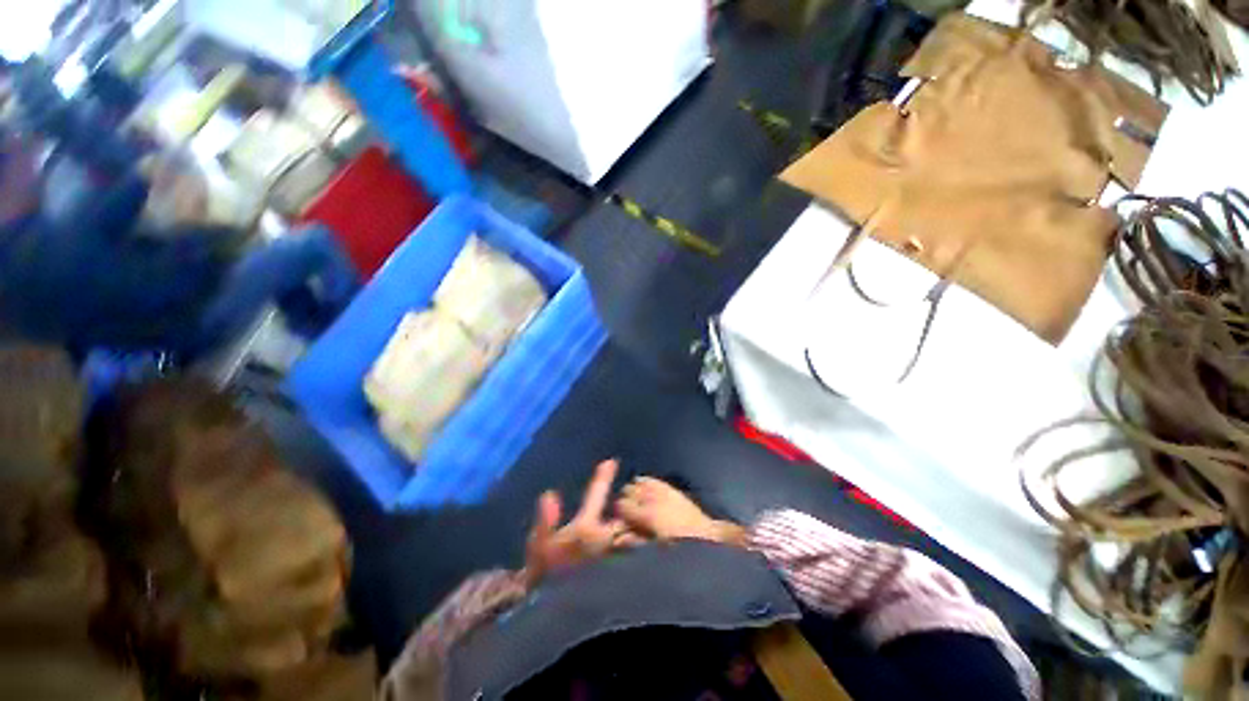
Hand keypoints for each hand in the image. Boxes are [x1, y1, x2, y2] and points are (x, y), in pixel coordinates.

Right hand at [522, 459, 640, 586]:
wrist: (559, 623)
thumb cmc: (546, 582)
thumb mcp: (539, 553)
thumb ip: (545, 522)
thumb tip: (549, 494)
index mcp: (586, 529)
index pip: (595, 496)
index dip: (601, 478)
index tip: (611, 462)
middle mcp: (607, 540)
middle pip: (625, 513)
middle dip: (631, 502)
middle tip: (637, 490)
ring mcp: (621, 556)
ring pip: (635, 529)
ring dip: (641, 518)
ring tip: (648, 509)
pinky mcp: (630, 572)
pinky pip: (642, 548)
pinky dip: (645, 539)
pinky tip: (649, 538)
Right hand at [616, 477, 745, 545]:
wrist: (703, 534)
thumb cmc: (678, 546)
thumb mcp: (654, 546)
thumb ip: (634, 539)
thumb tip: (616, 539)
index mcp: (646, 515)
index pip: (621, 504)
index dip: (619, 512)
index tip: (621, 519)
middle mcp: (651, 497)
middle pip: (627, 490)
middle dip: (626, 500)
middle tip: (629, 511)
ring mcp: (660, 490)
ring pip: (637, 482)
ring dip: (634, 491)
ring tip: (637, 502)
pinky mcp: (668, 486)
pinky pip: (649, 479)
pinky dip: (644, 482)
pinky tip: (645, 490)